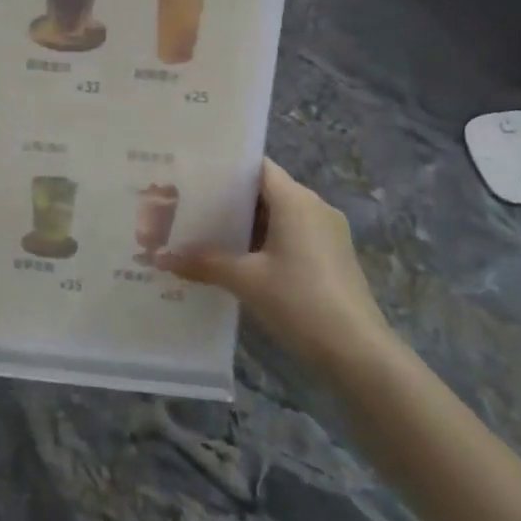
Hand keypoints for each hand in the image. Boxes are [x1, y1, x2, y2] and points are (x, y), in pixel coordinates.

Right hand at [156, 157, 396, 376]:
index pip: (257, 167)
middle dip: (229, 201)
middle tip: (189, 207)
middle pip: (266, 192)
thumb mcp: (245, 280)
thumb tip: (161, 257)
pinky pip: (293, 237)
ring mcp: (328, 233)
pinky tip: (239, 262)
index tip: (192, 175)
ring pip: (279, 217)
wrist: (358, 352)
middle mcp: (315, 207)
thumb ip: (204, 262)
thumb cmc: (300, 301)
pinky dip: (266, 243)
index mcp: (296, 200)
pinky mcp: (333, 258)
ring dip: (247, 226)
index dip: (226, 168)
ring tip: (206, 234)